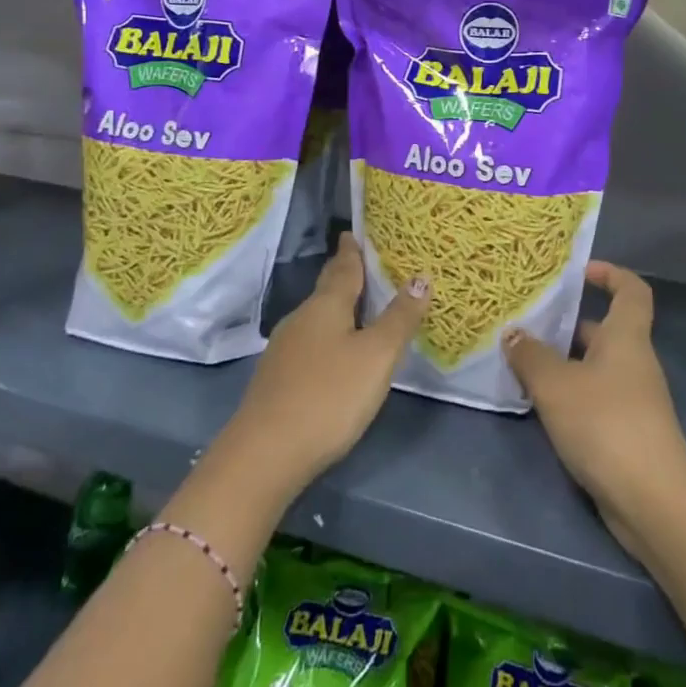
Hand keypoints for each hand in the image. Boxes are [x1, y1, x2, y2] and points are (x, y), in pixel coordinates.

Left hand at [224, 232, 428, 494]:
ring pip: (316, 317)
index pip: (343, 267)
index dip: (351, 251)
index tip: (353, 233)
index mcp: (326, 305)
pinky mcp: (277, 379)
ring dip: (336, 308)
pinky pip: (309, 343)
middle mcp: (301, 318)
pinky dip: (326, 336)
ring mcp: (284, 349)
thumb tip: (420, 277)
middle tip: (360, 262)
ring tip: (356, 307)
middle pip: (326, 289)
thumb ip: (400, 317)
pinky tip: (334, 352)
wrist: (265, 454)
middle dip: (343, 275)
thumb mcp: (376, 356)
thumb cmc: (329, 395)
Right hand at [502, 262, 685, 559]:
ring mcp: (633, 399)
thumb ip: (531, 356)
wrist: (652, 499)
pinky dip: (570, 395)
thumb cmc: (605, 423)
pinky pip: (595, 398)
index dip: (611, 274)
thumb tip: (513, 333)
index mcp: (626, 337)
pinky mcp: (626, 432)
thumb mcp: (556, 384)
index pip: (631, 290)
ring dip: (564, 364)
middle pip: (605, 330)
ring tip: (523, 364)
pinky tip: (540, 406)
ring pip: (595, 367)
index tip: (580, 272)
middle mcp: (634, 361)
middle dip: (568, 325)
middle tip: (528, 324)